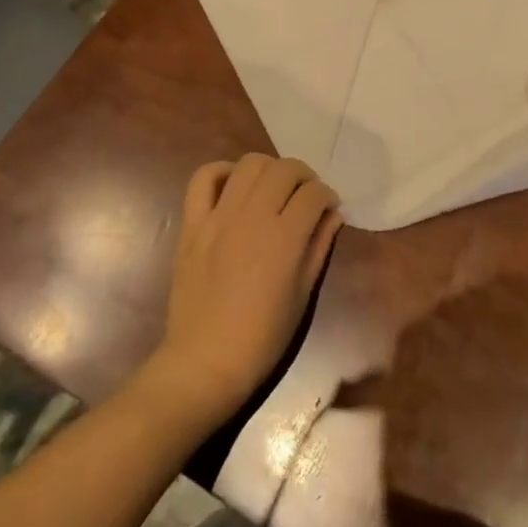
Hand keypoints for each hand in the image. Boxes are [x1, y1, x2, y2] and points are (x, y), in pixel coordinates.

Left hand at [146, 154, 342, 429]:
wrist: (205, 362)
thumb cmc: (262, 338)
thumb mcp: (303, 295)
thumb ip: (319, 246)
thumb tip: (334, 214)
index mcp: (284, 238)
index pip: (314, 193)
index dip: (327, 196)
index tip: (328, 207)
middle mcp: (253, 217)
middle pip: (284, 169)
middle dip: (304, 176)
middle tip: (305, 195)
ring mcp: (219, 217)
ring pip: (249, 164)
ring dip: (269, 169)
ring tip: (273, 188)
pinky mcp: (193, 224)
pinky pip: (203, 179)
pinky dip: (221, 172)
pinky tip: (234, 186)